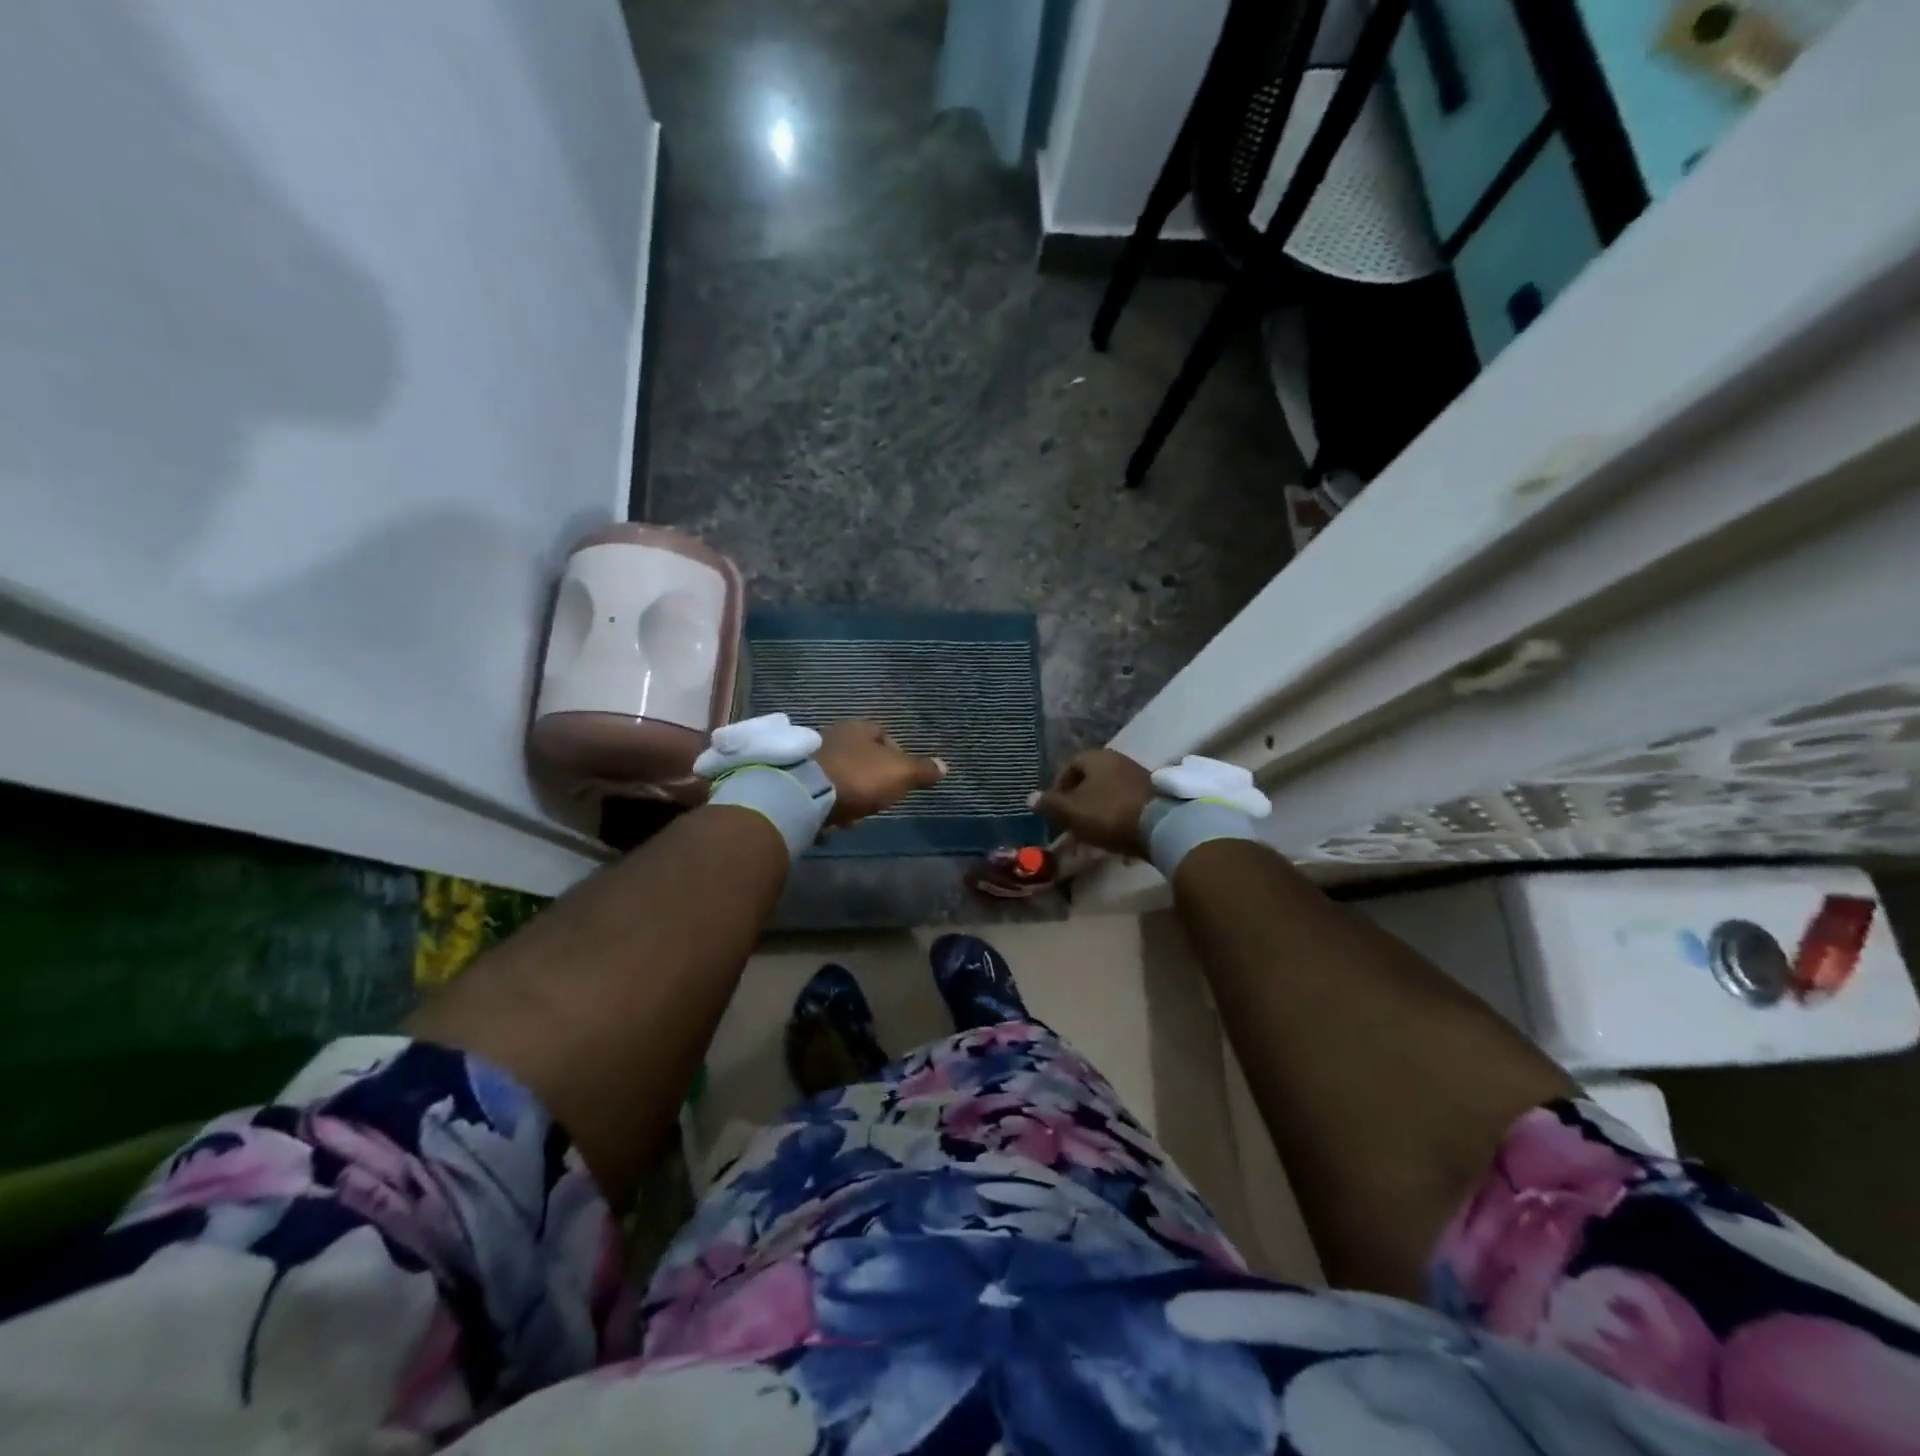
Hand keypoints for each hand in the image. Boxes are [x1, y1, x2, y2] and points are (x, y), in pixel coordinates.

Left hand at [814, 721, 946, 825]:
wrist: (804, 795)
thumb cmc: (859, 777)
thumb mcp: (900, 773)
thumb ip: (922, 770)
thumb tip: (944, 766)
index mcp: (858, 728)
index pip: (883, 734)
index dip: (897, 755)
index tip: (902, 778)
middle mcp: (832, 736)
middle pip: (861, 758)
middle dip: (872, 780)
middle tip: (879, 800)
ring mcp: (810, 758)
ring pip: (841, 776)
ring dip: (851, 795)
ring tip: (855, 817)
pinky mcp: (795, 780)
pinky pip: (820, 793)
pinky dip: (829, 806)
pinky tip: (834, 822)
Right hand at [1033, 749, 1155, 857]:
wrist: (1161, 826)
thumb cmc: (1109, 813)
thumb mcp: (1072, 812)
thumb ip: (1050, 804)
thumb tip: (1030, 797)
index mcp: (1096, 758)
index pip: (1069, 767)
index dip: (1058, 788)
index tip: (1055, 810)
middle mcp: (1118, 760)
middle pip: (1090, 780)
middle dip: (1078, 803)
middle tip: (1072, 824)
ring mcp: (1138, 776)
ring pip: (1108, 794)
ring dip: (1097, 812)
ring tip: (1092, 836)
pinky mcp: (1154, 795)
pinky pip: (1126, 804)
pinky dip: (1116, 818)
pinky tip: (1115, 837)